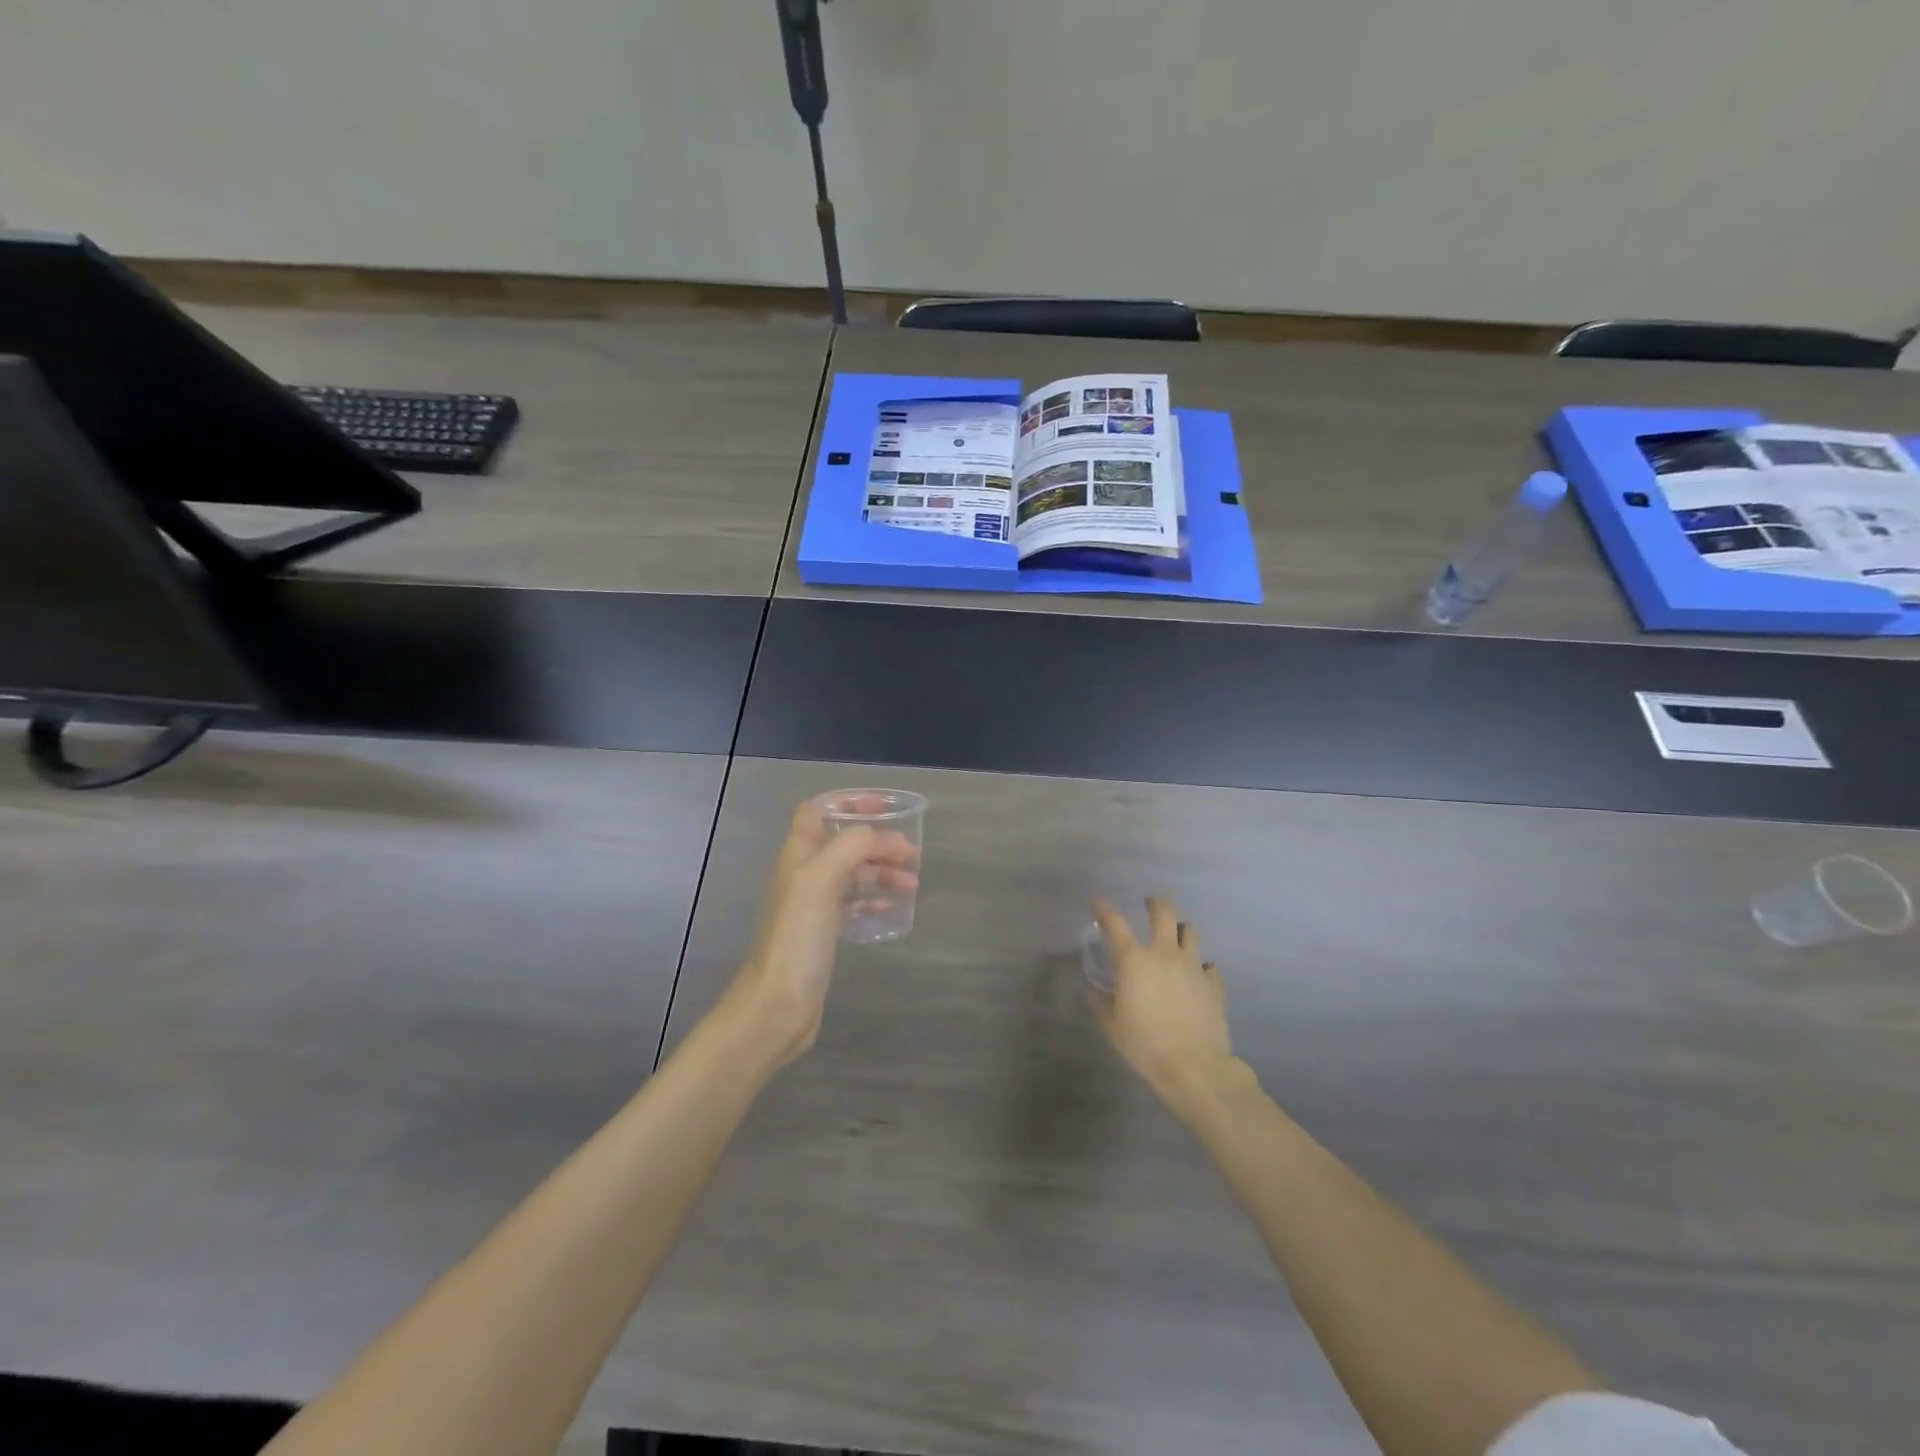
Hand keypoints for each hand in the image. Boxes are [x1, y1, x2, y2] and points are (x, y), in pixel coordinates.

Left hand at [717, 799, 919, 1069]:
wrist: (776, 1005)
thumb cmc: (797, 938)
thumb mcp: (821, 881)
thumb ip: (851, 847)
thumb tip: (882, 836)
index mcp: (798, 855)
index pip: (818, 810)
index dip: (848, 802)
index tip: (884, 809)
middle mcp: (804, 874)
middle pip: (843, 842)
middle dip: (877, 841)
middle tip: (911, 853)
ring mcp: (813, 905)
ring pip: (852, 873)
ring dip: (881, 870)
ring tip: (911, 883)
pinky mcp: (823, 933)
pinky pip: (854, 905)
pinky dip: (875, 900)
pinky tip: (894, 909)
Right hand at [1091, 895, 1238, 1117]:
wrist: (1194, 1067)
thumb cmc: (1145, 1044)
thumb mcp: (1112, 1026)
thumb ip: (1102, 1003)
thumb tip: (1095, 992)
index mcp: (1134, 960)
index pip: (1115, 923)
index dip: (1104, 908)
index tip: (1098, 901)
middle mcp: (1165, 954)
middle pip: (1164, 913)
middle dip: (1155, 903)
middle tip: (1149, 904)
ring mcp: (1193, 967)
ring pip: (1190, 932)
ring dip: (1180, 931)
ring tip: (1174, 939)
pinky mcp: (1214, 984)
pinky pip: (1208, 966)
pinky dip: (1200, 966)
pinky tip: (1195, 977)